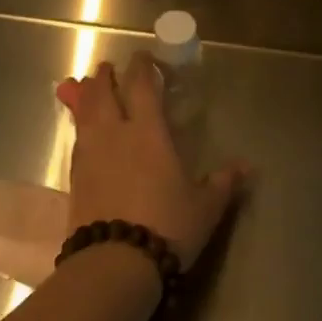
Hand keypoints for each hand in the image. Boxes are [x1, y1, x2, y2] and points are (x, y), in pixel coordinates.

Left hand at [57, 55, 240, 270]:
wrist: (115, 263)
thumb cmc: (167, 227)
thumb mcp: (204, 207)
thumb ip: (223, 182)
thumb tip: (248, 167)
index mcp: (148, 132)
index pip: (141, 86)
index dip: (141, 67)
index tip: (143, 56)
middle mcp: (114, 134)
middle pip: (103, 92)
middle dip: (106, 76)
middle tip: (108, 68)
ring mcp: (89, 154)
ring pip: (84, 112)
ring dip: (87, 95)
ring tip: (87, 88)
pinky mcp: (74, 177)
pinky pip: (76, 139)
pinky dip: (79, 126)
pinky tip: (84, 133)